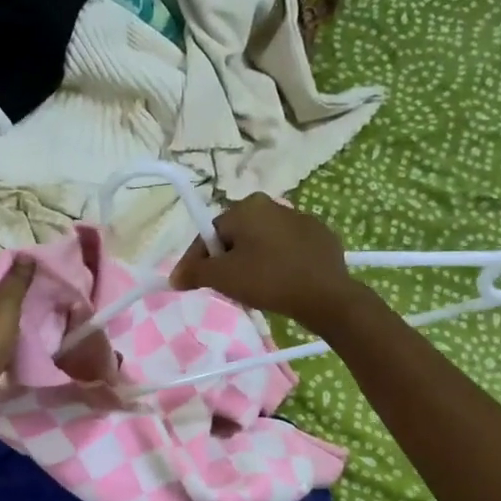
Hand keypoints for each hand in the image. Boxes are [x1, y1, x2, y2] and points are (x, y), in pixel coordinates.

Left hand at [0, 260, 34, 420]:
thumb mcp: (5, 304)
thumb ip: (17, 280)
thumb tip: (26, 254)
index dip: (21, 276)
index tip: (44, 283)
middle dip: (19, 300)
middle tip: (46, 304)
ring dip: (13, 322)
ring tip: (39, 324)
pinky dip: (7, 339)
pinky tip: (23, 344)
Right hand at [169, 195, 364, 333]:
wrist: (326, 296)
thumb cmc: (268, 279)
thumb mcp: (223, 277)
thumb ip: (193, 273)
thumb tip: (174, 277)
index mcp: (247, 207)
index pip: (210, 233)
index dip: (198, 260)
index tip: (192, 283)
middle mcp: (273, 205)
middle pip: (236, 236)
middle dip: (226, 260)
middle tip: (225, 288)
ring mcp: (301, 219)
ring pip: (262, 243)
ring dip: (252, 262)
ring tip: (254, 290)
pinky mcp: (321, 237)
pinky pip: (288, 250)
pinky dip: (279, 264)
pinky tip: (281, 284)